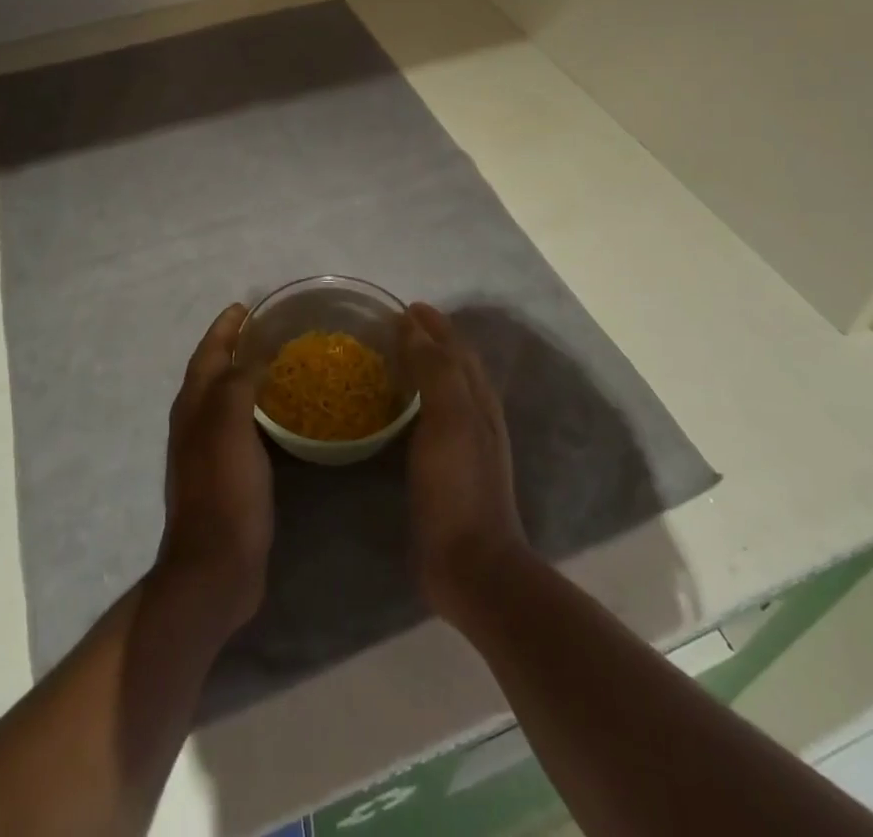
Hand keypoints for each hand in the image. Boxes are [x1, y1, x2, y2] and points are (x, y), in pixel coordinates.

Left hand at [157, 303, 272, 629]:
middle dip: (236, 346)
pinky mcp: (229, 476)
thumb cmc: (223, 492)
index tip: (247, 305)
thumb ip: (238, 383)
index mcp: (193, 406)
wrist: (215, 569)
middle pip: (215, 372)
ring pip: (228, 399)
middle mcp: (197, 423)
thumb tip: (255, 353)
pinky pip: (244, 427)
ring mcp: (211, 452)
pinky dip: (259, 410)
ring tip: (281, 363)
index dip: (225, 328)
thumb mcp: (228, 427)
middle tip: (270, 330)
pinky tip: (284, 417)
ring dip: (247, 376)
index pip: (208, 353)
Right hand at [403, 302, 530, 623]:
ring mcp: (465, 444)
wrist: (471, 566)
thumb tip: (414, 327)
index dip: (434, 324)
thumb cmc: (458, 487)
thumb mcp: (448, 420)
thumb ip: (435, 370)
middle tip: (394, 326)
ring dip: (425, 366)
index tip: (404, 307)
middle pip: (455, 364)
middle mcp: (476, 414)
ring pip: (446, 389)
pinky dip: (418, 399)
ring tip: (394, 357)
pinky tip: (399, 409)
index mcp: (478, 399)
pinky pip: (432, 417)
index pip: (457, 347)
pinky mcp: (448, 469)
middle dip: (431, 340)